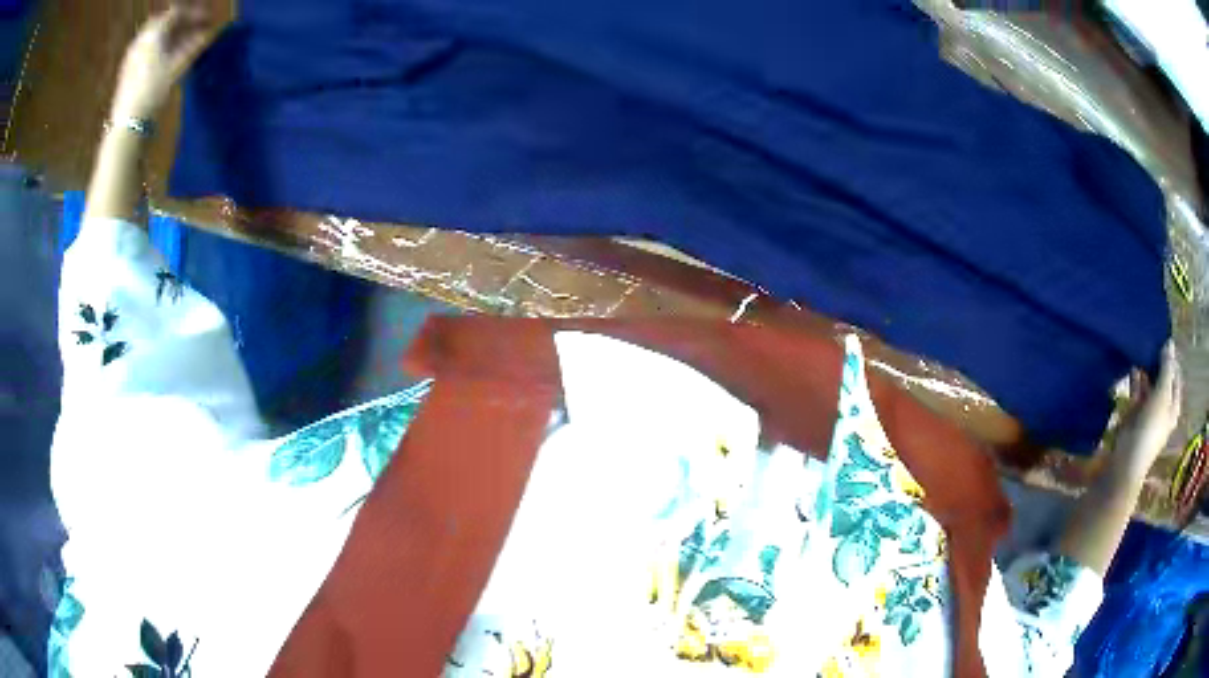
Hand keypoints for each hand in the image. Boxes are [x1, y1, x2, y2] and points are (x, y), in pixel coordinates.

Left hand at [111, 1, 219, 121]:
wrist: (127, 124)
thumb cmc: (153, 91)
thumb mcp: (178, 66)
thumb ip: (196, 45)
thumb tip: (213, 32)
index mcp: (154, 31)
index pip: (179, 11)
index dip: (196, 13)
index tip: (209, 20)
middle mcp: (142, 37)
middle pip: (166, 21)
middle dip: (182, 22)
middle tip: (196, 29)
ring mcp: (132, 53)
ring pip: (156, 35)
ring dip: (171, 35)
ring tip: (184, 44)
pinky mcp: (128, 69)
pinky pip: (147, 48)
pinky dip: (160, 47)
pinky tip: (167, 57)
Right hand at [1112, 341, 1182, 477]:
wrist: (1128, 459)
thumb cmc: (1150, 428)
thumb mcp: (1162, 395)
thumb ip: (1167, 368)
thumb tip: (1170, 342)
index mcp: (1173, 405)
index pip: (1176, 375)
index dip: (1171, 360)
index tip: (1163, 343)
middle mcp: (1164, 407)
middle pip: (1163, 379)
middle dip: (1158, 362)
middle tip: (1152, 343)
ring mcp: (1149, 410)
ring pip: (1150, 383)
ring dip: (1147, 369)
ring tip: (1141, 350)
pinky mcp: (1136, 412)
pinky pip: (1138, 390)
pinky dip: (1136, 378)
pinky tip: (1132, 365)